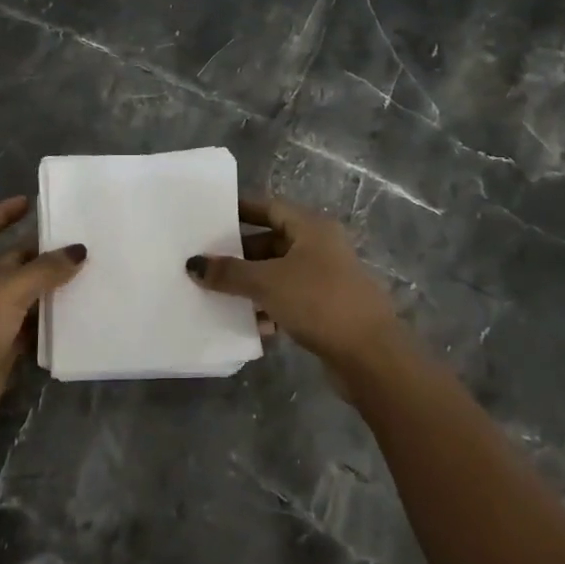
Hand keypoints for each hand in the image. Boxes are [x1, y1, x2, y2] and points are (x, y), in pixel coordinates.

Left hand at [0, 196, 85, 458]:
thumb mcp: (7, 291)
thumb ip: (45, 269)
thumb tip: (79, 250)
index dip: (1, 214)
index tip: (29, 202)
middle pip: (8, 260)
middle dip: (37, 251)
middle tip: (75, 239)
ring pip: (22, 293)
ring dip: (48, 284)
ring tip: (85, 269)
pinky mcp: (1, 347)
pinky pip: (29, 324)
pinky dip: (49, 317)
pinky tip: (77, 308)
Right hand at [186, 197, 407, 380]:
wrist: (371, 356)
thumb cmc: (319, 302)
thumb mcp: (267, 283)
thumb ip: (229, 272)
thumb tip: (194, 263)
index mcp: (311, 228)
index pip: (269, 207)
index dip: (239, 210)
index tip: (208, 217)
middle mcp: (320, 247)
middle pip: (271, 241)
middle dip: (239, 254)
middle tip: (204, 262)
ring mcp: (325, 279)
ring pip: (278, 273)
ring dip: (250, 284)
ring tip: (217, 294)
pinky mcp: (326, 309)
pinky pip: (288, 299)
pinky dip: (268, 307)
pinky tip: (248, 323)